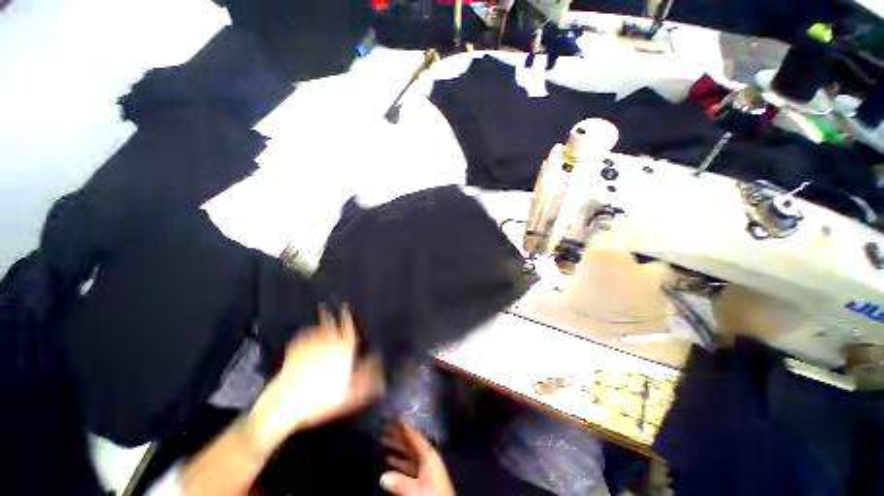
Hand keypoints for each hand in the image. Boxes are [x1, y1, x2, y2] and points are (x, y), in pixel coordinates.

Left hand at [247, 306, 382, 453]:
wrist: (286, 404)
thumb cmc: (320, 400)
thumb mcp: (348, 395)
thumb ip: (364, 381)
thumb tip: (376, 370)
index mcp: (343, 351)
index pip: (348, 330)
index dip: (348, 318)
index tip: (346, 308)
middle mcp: (328, 344)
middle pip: (331, 325)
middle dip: (331, 315)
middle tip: (330, 306)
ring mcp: (309, 347)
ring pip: (317, 329)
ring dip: (320, 321)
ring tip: (322, 313)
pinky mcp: (293, 353)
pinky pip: (302, 337)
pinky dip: (305, 333)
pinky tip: (306, 332)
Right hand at [380, 420, 455, 495]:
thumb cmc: (433, 495)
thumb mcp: (416, 490)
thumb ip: (400, 482)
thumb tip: (382, 477)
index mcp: (429, 455)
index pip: (415, 436)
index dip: (404, 425)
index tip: (395, 415)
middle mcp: (429, 458)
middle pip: (411, 443)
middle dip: (397, 436)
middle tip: (384, 427)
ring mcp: (427, 468)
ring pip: (409, 454)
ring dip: (397, 449)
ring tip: (383, 441)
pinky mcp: (425, 479)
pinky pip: (409, 465)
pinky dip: (400, 462)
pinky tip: (390, 461)